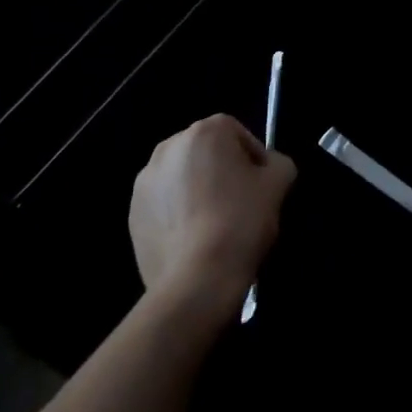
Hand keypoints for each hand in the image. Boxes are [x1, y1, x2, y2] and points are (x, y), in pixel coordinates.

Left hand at [129, 115, 295, 318]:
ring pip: (183, 177)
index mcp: (204, 131)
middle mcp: (169, 146)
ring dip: (198, 191)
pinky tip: (194, 240)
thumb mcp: (277, 185)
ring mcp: (145, 181)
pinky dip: (178, 214)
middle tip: (241, 204)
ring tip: (215, 225)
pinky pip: (164, 204)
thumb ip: (278, 163)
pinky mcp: (133, 213)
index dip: (254, 158)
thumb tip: (269, 167)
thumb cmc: (240, 221)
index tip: (261, 186)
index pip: (237, 133)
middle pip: (207, 152)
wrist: (195, 280)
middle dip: (223, 172)